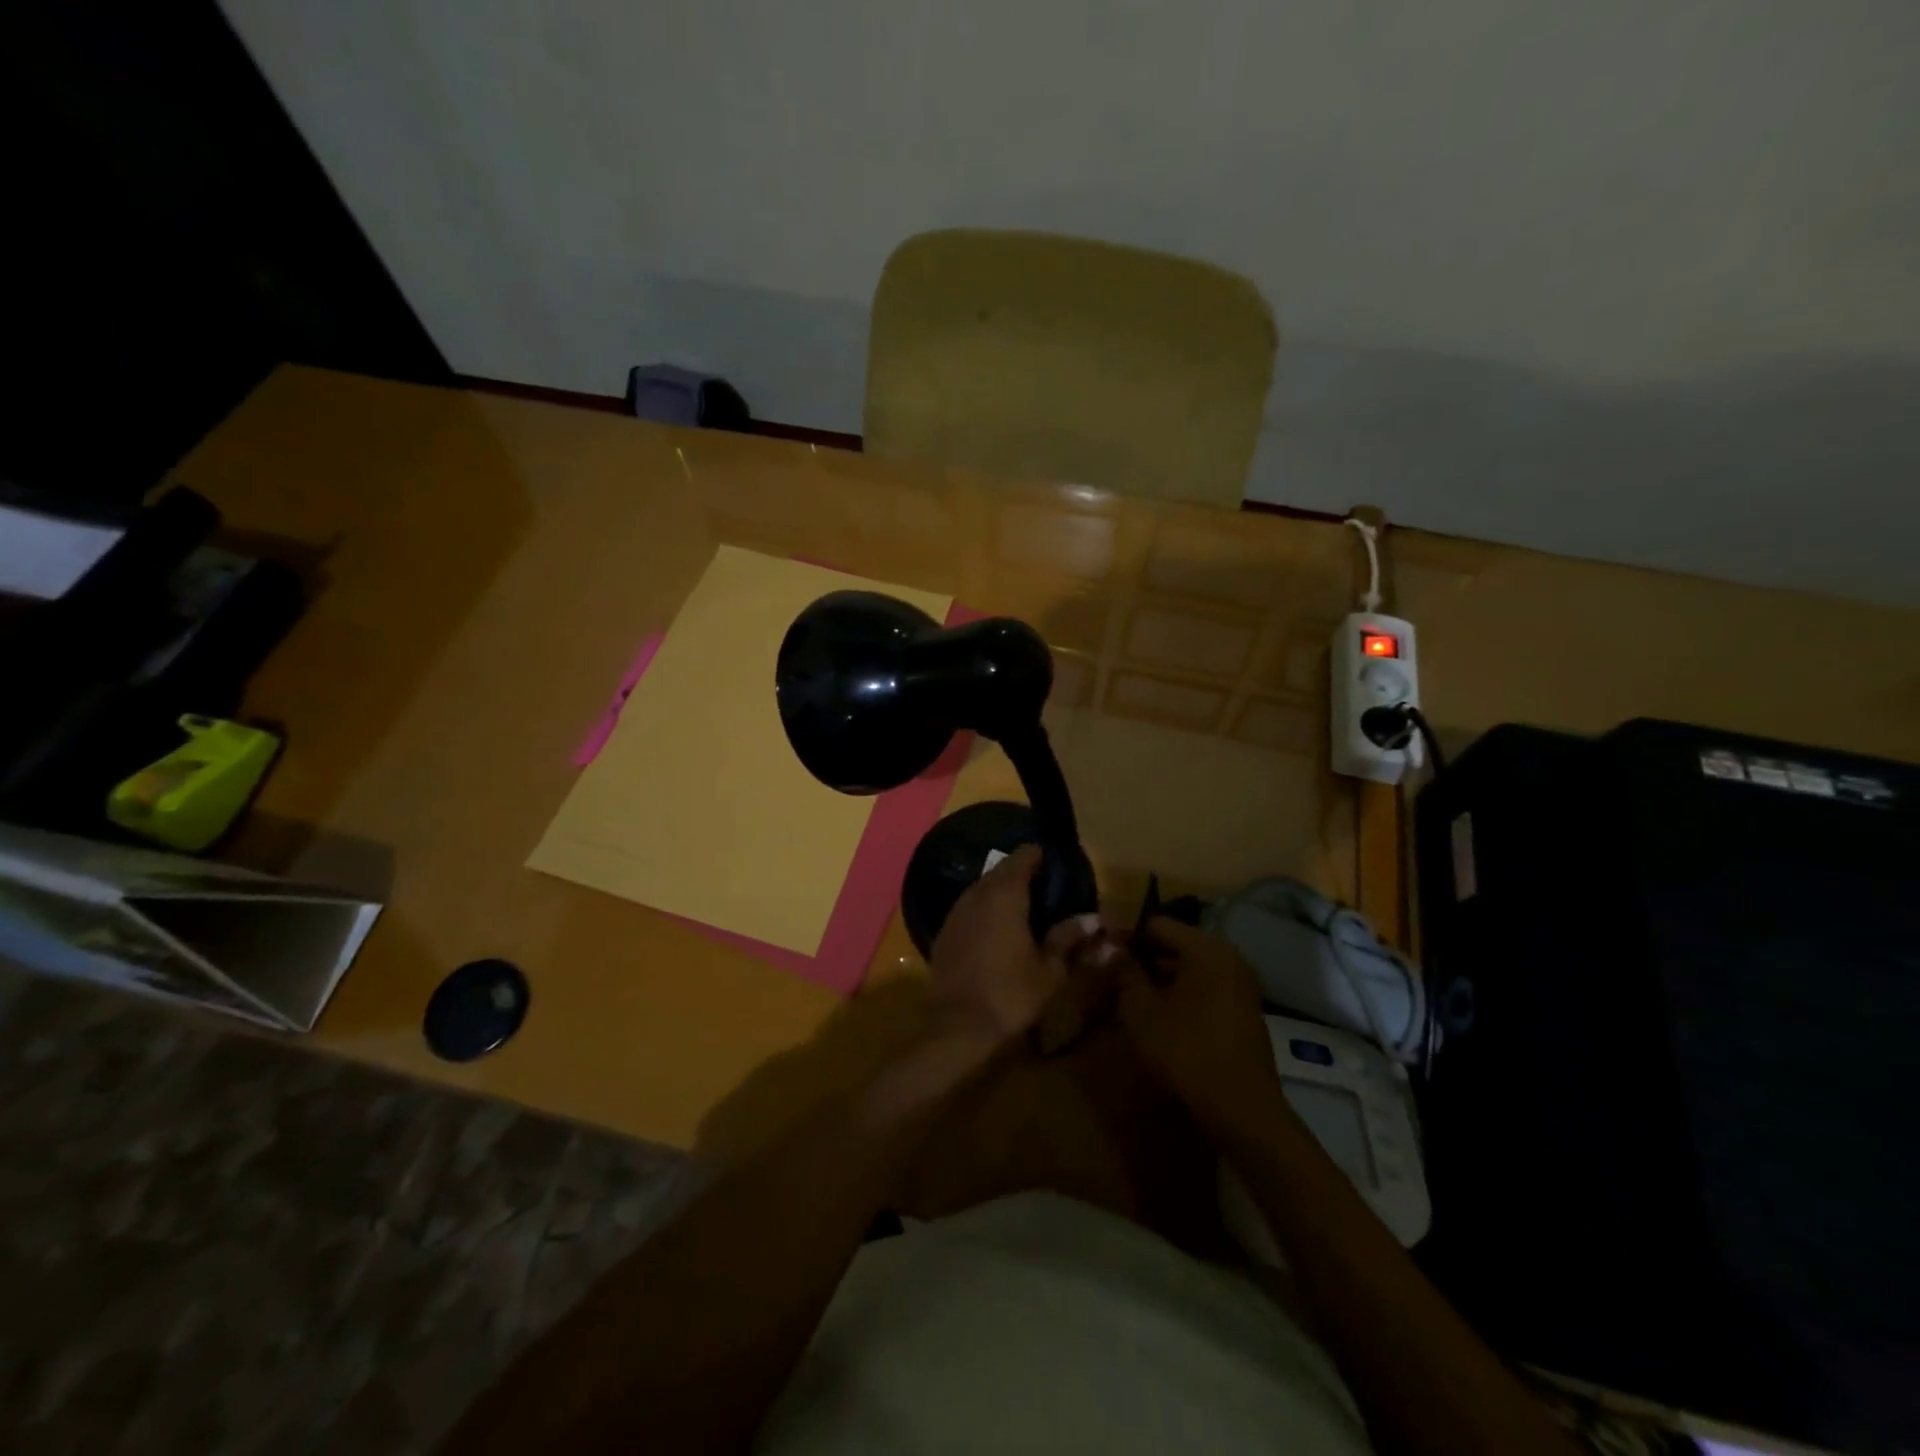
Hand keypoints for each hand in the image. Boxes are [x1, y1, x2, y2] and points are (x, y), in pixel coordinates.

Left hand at [929, 845, 1100, 1049]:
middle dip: (1025, 875)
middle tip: (1049, 892)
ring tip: (1028, 911)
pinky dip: (987, 910)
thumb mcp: (1050, 969)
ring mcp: (956, 910)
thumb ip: (1069, 937)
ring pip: (984, 888)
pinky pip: (970, 907)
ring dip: (1004, 893)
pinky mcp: (945, 930)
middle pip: (1003, 869)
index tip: (1059, 869)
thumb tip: (1094, 919)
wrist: (956, 1026)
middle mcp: (978, 892)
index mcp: (1006, 893)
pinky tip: (1000, 931)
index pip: (1025, 855)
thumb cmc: (1010, 994)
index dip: (1043, 858)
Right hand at [1116, 918, 1285, 1133]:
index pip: (1157, 924)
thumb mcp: (1140, 1009)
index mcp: (1205, 948)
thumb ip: (1124, 972)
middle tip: (1115, 976)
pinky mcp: (1245, 1010)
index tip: (1104, 953)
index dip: (1127, 936)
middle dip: (1145, 958)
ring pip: (1192, 968)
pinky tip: (1162, 1016)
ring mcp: (1241, 985)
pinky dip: (1183, 994)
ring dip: (1163, 978)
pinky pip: (1207, 988)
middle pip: (1177, 944)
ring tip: (1133, 997)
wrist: (1241, 1108)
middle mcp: (1229, 957)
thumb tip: (1112, 950)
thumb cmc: (1185, 1050)